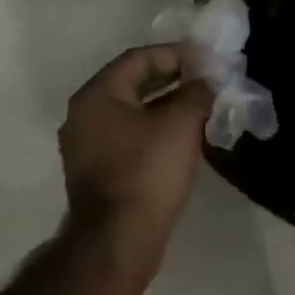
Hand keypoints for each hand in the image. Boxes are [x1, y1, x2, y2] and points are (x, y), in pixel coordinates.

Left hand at [58, 44, 214, 263]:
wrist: (119, 240)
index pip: (140, 58)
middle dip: (175, 79)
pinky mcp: (99, 170)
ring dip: (169, 105)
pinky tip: (187, 136)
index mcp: (97, 95)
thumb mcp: (181, 123)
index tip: (208, 60)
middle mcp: (85, 115)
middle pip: (135, 83)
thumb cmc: (148, 171)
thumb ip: (196, 91)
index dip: (177, 54)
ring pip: (135, 111)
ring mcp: (88, 145)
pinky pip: (132, 135)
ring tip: (204, 106)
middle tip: (209, 81)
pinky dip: (158, 128)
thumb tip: (204, 81)